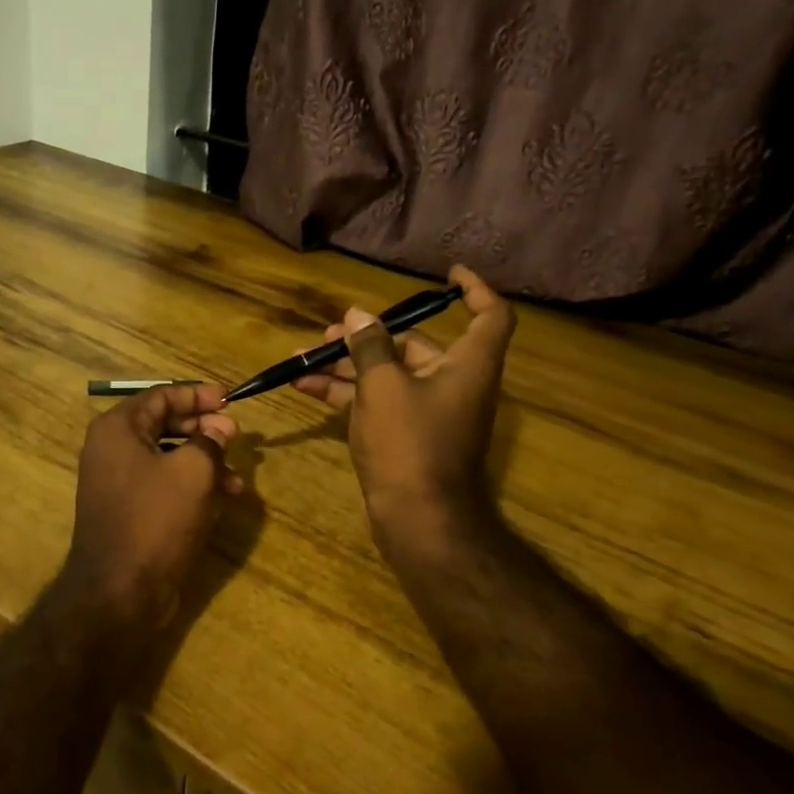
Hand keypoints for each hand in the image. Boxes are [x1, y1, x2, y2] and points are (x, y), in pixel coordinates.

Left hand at [56, 383, 241, 656]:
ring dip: (204, 462)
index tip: (230, 399)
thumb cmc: (156, 520)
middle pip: (164, 424)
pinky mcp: (128, 510)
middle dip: (204, 429)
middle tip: (235, 436)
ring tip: (238, 479)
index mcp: (118, 429)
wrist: (120, 591)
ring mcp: (117, 482)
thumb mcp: (193, 472)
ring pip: (166, 457)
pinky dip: (191, 486)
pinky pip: (162, 484)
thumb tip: (220, 427)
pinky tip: (221, 500)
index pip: (161, 396)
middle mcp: (112, 449)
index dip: (198, 394)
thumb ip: (210, 440)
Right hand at [294, 266, 514, 560]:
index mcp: (467, 365)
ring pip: (389, 376)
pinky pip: (378, 402)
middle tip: (332, 332)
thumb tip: (359, 316)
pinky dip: (347, 393)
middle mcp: (454, 383)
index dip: (475, 290)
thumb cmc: (409, 443)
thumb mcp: (383, 386)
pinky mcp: (407, 436)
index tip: (448, 275)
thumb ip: (369, 346)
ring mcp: (429, 412)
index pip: (489, 316)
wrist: (418, 519)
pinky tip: (305, 386)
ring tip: (304, 357)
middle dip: (371, 336)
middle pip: (417, 346)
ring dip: (348, 366)